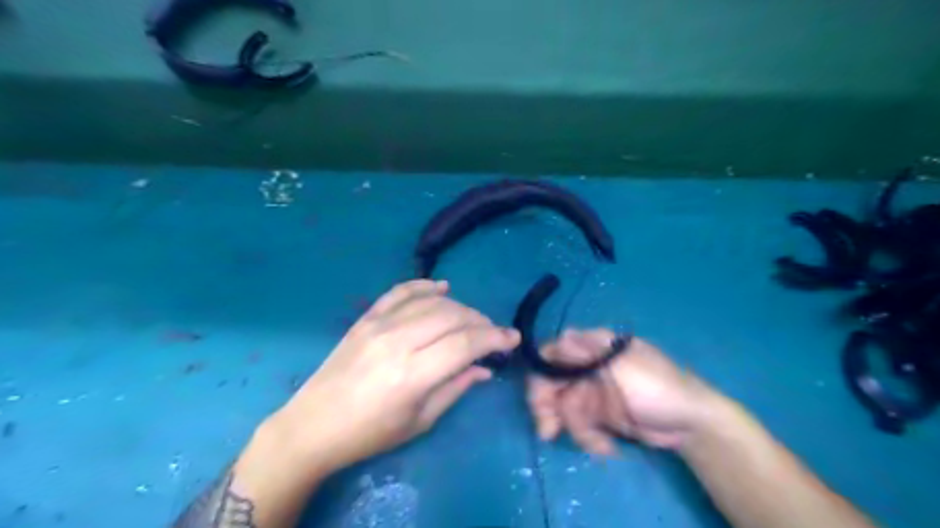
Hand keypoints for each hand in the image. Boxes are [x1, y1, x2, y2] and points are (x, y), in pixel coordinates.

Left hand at [271, 279, 520, 471]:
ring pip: (431, 302)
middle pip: (452, 316)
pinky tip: (442, 287)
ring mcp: (379, 325)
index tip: (512, 339)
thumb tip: (484, 368)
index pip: (465, 343)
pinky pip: (400, 292)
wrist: (313, 425)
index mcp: (412, 374)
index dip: (494, 338)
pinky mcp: (366, 319)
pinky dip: (423, 286)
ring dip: (459, 306)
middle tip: (492, 334)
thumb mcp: (419, 421)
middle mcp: (397, 341)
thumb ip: (455, 388)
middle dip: (480, 321)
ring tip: (472, 320)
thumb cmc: (369, 434)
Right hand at [525, 328, 715, 455]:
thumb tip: (560, 336)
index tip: (540, 398)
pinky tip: (607, 447)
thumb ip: (590, 353)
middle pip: (551, 382)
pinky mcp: (597, 414)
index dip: (541, 373)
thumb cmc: (659, 387)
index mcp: (593, 346)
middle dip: (547, 407)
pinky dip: (588, 438)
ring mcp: (592, 391)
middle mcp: (587, 365)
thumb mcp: (624, 367)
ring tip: (597, 445)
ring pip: (563, 407)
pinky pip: (578, 425)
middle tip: (547, 432)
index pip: (553, 353)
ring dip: (574, 429)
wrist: (691, 425)